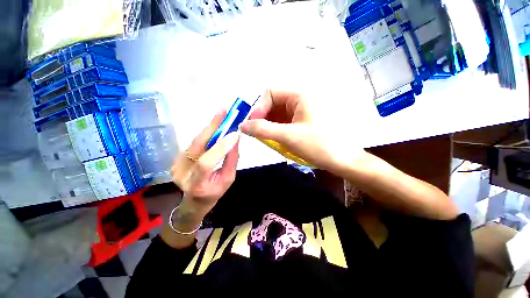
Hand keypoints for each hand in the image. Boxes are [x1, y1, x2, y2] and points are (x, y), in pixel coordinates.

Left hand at [171, 110, 239, 218]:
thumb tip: (235, 139)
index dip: (220, 147)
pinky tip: (215, 126)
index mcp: (196, 184)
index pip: (206, 162)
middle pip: (196, 146)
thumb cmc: (215, 192)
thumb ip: (232, 159)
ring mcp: (176, 164)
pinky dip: (206, 133)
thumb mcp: (228, 179)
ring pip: (195, 141)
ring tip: (221, 114)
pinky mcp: (177, 158)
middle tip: (224, 112)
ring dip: (210, 127)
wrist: (194, 200)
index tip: (234, 134)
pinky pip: (195, 142)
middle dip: (212, 127)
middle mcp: (182, 173)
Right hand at [241, 89, 364, 173]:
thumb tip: (242, 125)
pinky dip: (276, 129)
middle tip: (257, 134)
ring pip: (277, 113)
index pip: (270, 93)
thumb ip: (263, 129)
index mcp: (299, 95)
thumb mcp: (288, 136)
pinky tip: (275, 139)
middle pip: (273, 103)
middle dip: (262, 118)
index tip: (252, 125)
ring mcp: (301, 110)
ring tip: (266, 139)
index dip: (258, 108)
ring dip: (268, 125)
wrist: (342, 160)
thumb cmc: (319, 145)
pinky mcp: (302, 121)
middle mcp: (300, 99)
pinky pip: (283, 121)